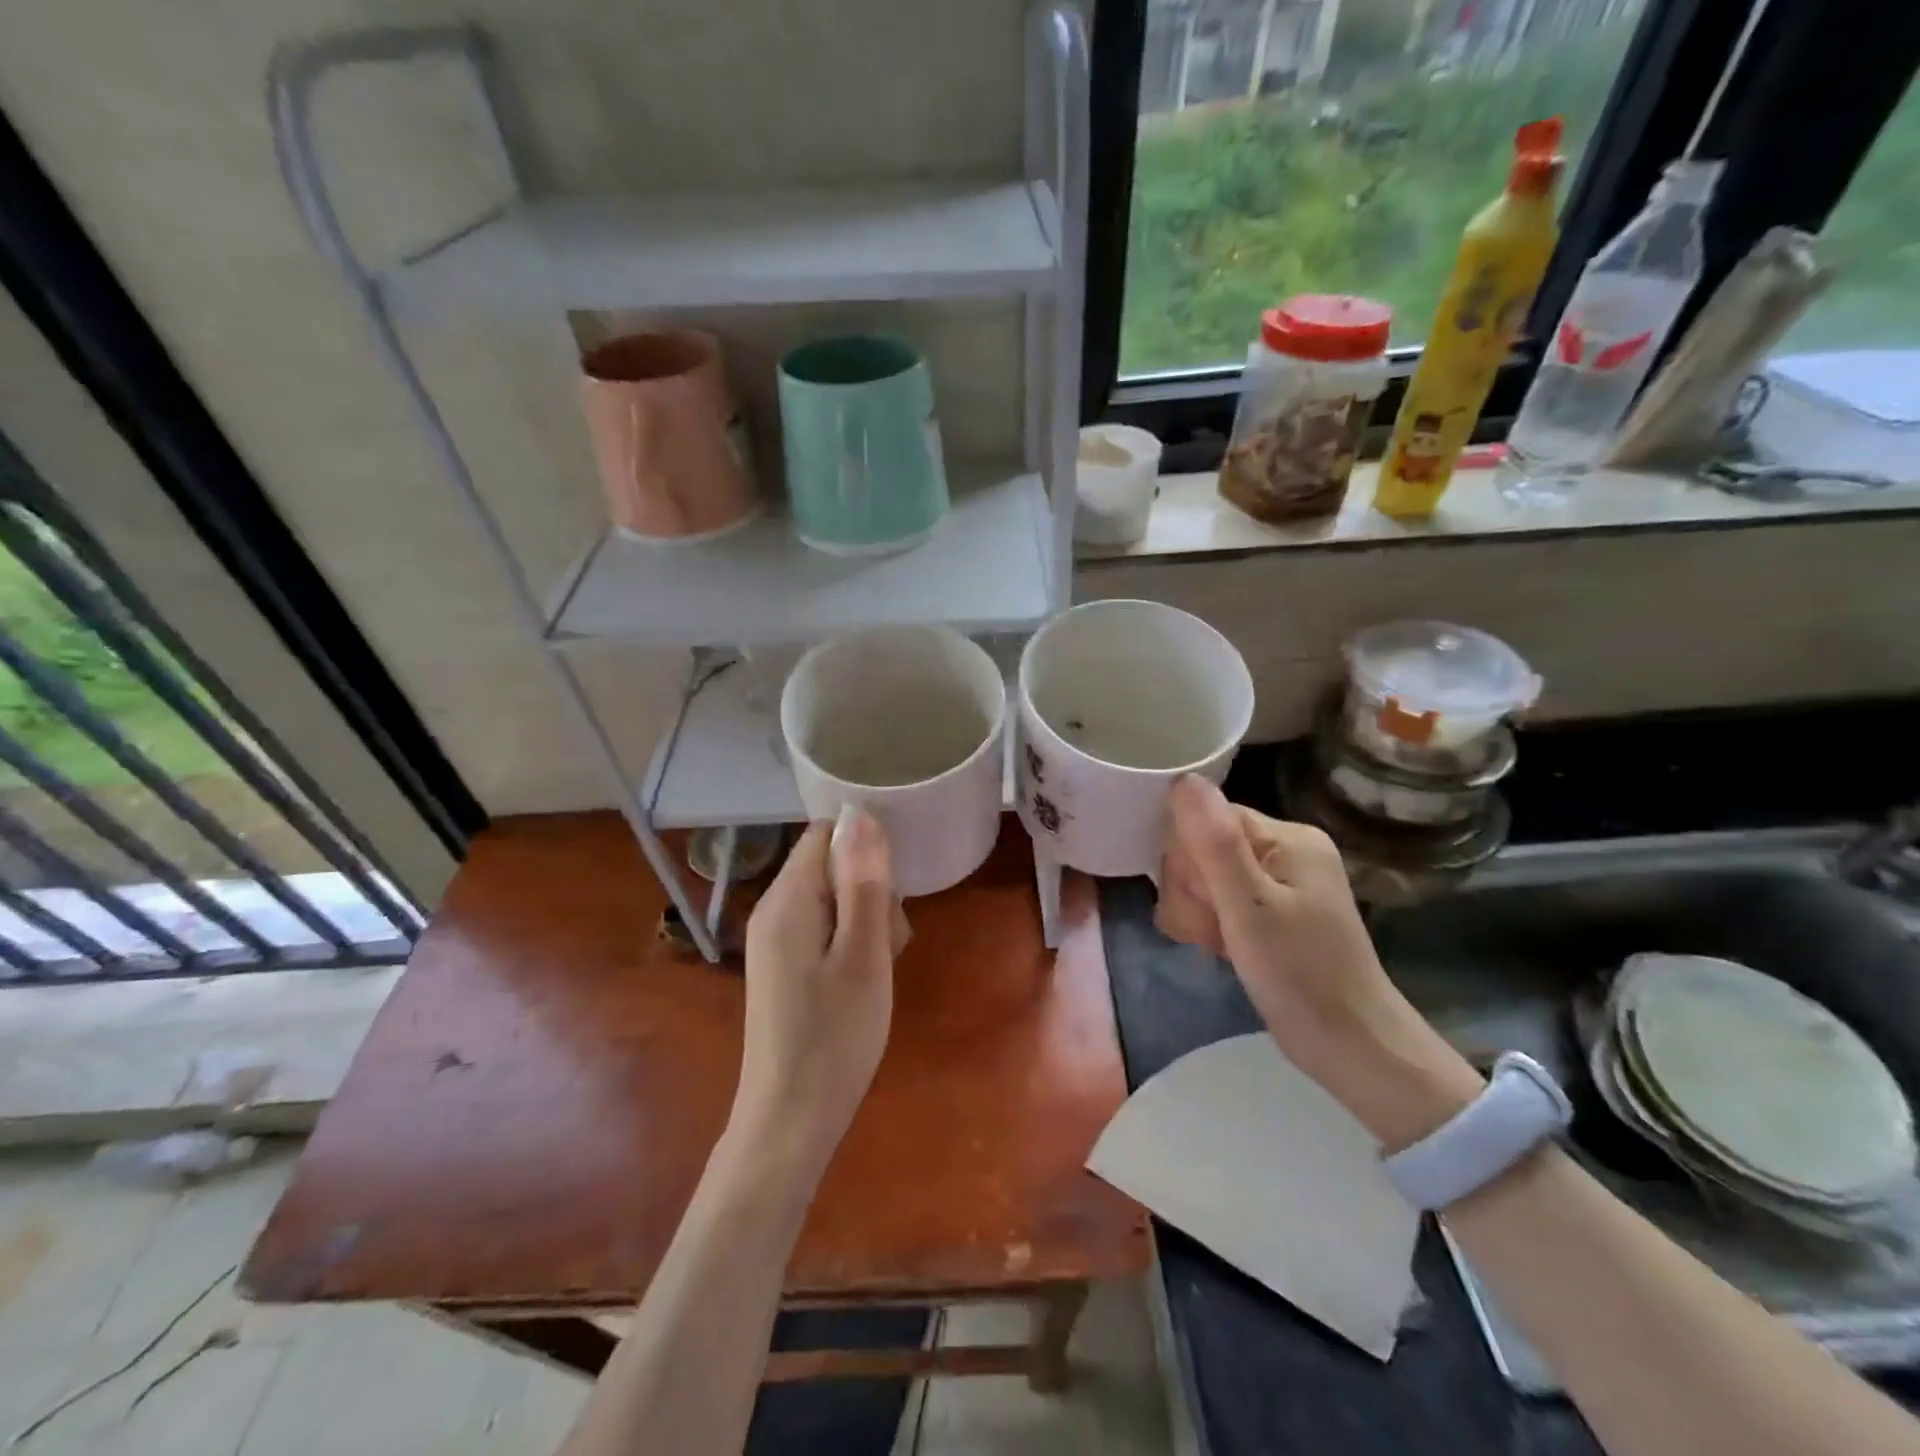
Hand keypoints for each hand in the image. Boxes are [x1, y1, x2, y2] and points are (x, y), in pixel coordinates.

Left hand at [732, 812, 902, 1177]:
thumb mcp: (864, 954)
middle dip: (871, 888)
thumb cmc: (834, 1036)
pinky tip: (866, 978)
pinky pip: (824, 928)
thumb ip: (864, 882)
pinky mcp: (784, 966)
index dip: (865, 846)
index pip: (825, 833)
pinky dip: (852, 942)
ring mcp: (776, 940)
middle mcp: (773, 910)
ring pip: (833, 898)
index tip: (895, 885)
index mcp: (787, 899)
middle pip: (830, 864)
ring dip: (867, 917)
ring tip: (882, 964)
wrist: (790, 1121)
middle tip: (890, 939)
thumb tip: (861, 813)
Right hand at [1156, 776, 1481, 1149]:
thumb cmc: (1301, 976)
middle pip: (1203, 845)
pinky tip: (1223, 947)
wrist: (1352, 1049)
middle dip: (1193, 890)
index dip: (1188, 859)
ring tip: (1220, 944)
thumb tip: (1183, 779)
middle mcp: (1286, 848)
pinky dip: (1212, 923)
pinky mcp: (1273, 909)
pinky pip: (1220, 898)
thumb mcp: (1249, 908)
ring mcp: (1281, 880)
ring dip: (1198, 911)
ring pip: (1205, 875)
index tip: (1203, 901)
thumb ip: (1215, 843)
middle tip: (1215, 930)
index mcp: (1288, 837)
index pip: (1207, 818)